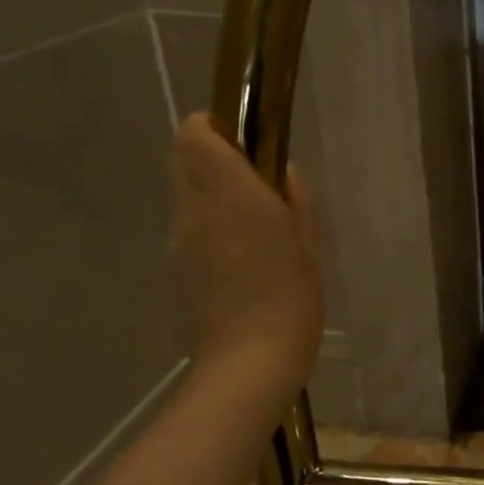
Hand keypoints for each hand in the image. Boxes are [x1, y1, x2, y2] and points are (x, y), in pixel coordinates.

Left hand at [170, 113, 323, 408]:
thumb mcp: (307, 241)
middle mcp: (194, 208)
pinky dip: (211, 227)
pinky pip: (191, 228)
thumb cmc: (292, 293)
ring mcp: (179, 238)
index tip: (248, 140)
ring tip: (257, 226)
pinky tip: (243, 258)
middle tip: (255, 180)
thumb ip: (293, 198)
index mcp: (230, 193)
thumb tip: (281, 173)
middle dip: (212, 156)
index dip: (215, 127)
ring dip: (214, 194)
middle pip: (182, 158)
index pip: (195, 135)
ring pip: (187, 195)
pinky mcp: (176, 265)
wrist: (250, 357)